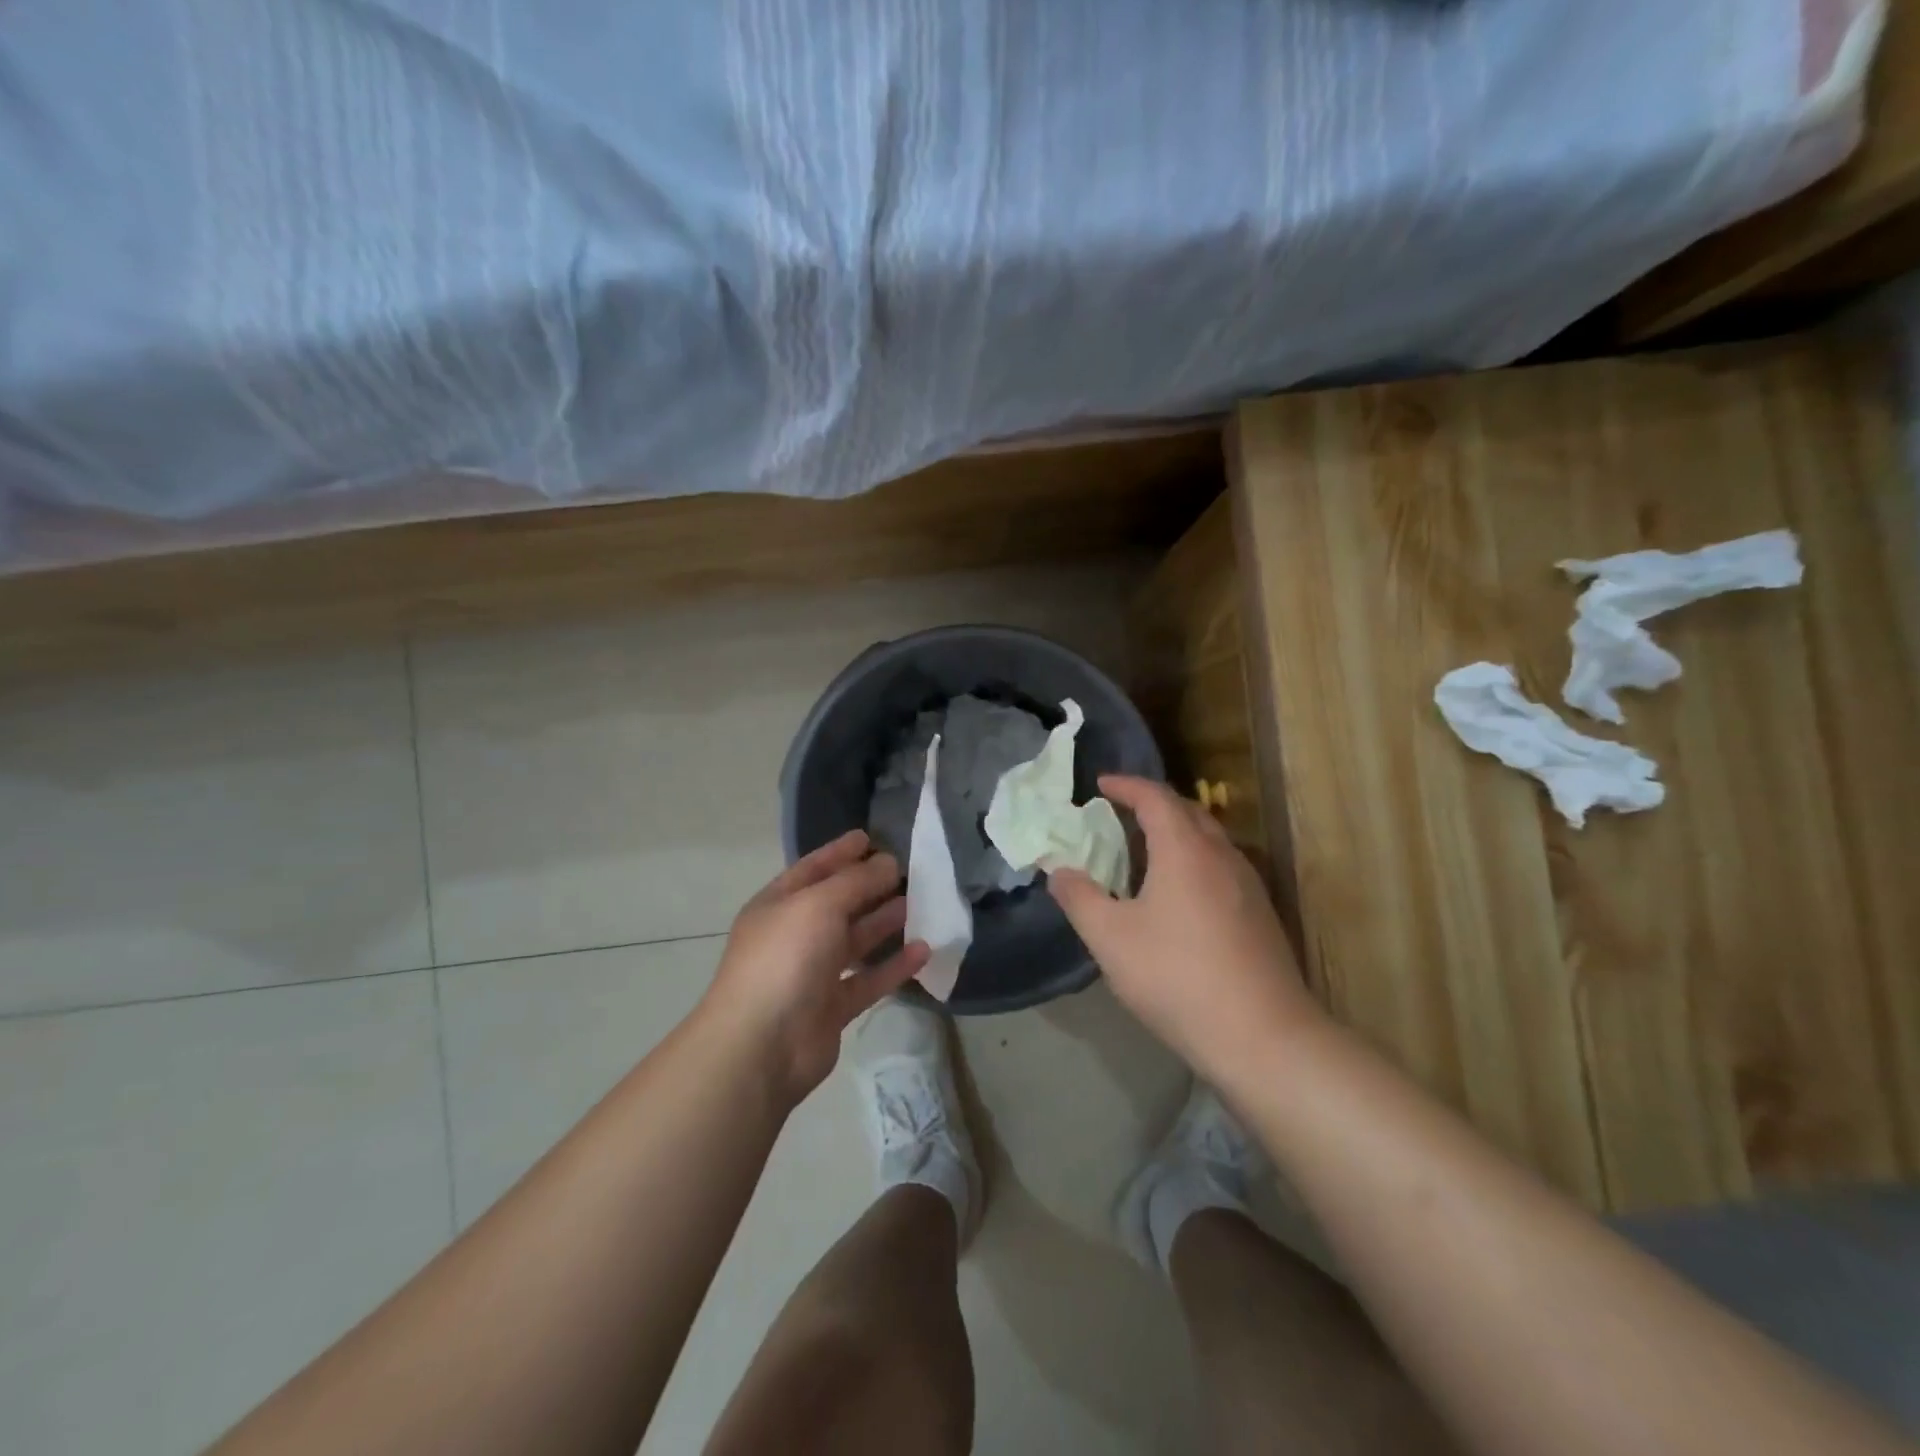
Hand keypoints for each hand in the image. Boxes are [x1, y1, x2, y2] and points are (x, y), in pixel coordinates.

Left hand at [700, 830, 929, 1106]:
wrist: (762, 1045)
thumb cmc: (785, 958)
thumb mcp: (819, 904)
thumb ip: (856, 881)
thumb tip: (888, 862)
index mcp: (778, 905)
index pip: (812, 869)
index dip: (840, 852)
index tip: (870, 836)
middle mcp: (794, 935)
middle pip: (837, 904)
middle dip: (869, 886)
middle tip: (907, 869)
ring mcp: (812, 973)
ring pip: (855, 941)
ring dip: (884, 922)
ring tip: (919, 902)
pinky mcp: (832, 1008)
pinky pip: (869, 980)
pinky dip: (894, 965)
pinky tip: (923, 950)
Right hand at [1049, 775, 1322, 1081]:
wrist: (1262, 1036)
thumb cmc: (1176, 977)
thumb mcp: (1110, 939)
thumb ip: (1079, 898)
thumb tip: (1058, 871)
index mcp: (1184, 850)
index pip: (1156, 797)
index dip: (1126, 785)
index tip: (1101, 784)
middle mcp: (1222, 856)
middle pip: (1188, 812)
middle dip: (1153, 804)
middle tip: (1122, 812)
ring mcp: (1248, 885)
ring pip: (1209, 840)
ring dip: (1177, 833)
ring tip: (1146, 851)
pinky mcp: (1261, 915)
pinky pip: (1222, 867)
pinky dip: (1194, 861)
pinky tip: (1180, 895)